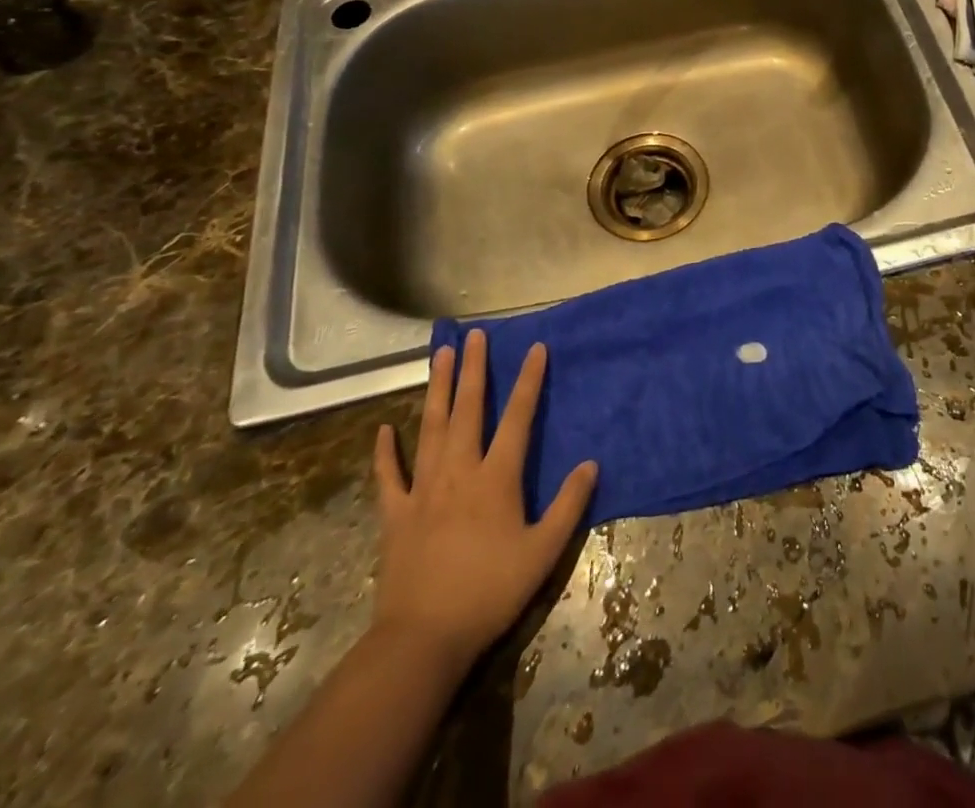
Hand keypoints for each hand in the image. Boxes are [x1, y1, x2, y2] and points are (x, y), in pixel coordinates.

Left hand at [371, 331, 597, 662]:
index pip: (518, 418)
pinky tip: (383, 430)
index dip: (529, 381)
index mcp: (496, 478)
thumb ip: (569, 505)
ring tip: (441, 356)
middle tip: (475, 336)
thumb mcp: (543, 552)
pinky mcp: (395, 515)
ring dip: (438, 390)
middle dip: (474, 369)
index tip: (535, 348)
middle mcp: (459, 471)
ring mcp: (423, 490)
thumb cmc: (490, 592)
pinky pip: (389, 476)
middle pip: (468, 410)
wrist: (423, 638)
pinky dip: (385, 452)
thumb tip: (591, 463)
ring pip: (431, 429)